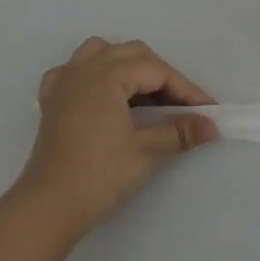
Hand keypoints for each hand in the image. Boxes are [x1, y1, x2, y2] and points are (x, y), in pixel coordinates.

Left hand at [16, 37, 217, 244]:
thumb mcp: (146, 152)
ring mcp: (64, 82)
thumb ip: (180, 132)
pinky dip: (92, 74)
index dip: (186, 90)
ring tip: (145, 91)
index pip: (157, 71)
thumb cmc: (99, 176)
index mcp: (108, 75)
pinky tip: (101, 93)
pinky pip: (74, 70)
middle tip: (182, 105)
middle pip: (133, 54)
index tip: (207, 110)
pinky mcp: (51, 101)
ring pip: (101, 52)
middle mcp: (84, 68)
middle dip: (162, 75)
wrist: (47, 208)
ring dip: (127, 65)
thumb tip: (212, 125)